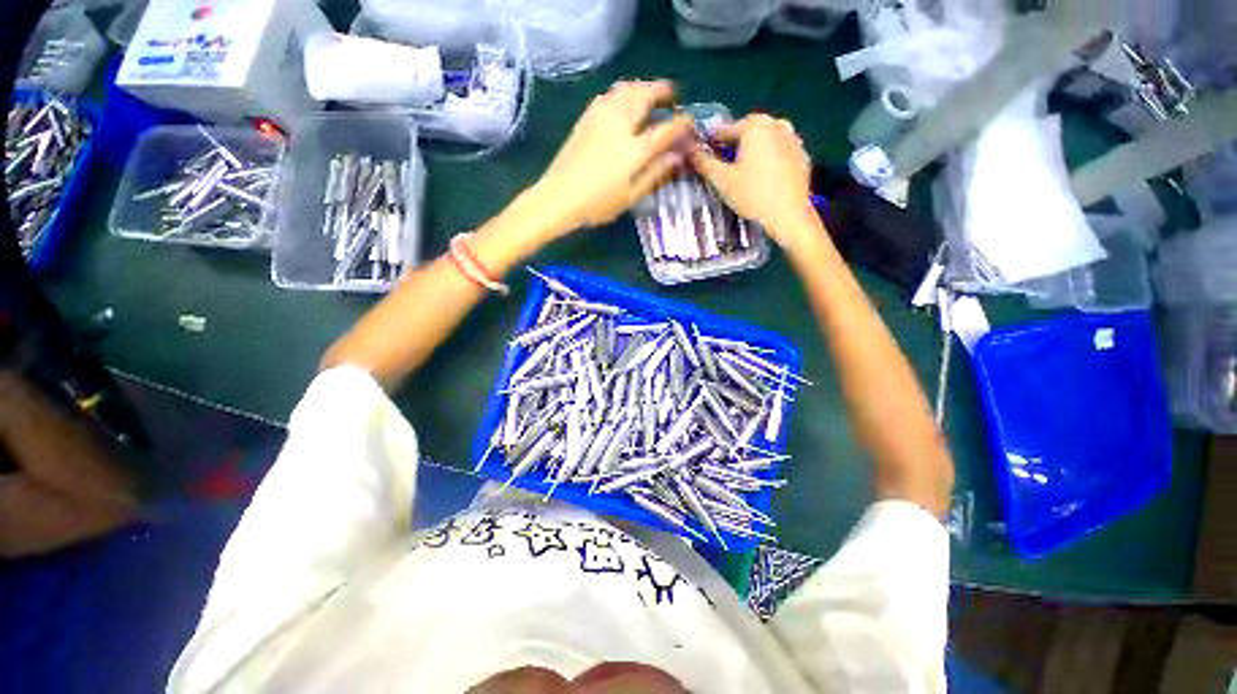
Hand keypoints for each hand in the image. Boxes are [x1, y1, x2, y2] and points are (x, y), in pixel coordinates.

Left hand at [527, 80, 693, 236]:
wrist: (559, 197)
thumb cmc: (597, 204)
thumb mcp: (630, 196)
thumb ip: (655, 174)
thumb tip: (676, 157)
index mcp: (635, 149)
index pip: (666, 128)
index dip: (681, 123)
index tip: (690, 122)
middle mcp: (621, 125)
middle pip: (646, 95)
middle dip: (663, 90)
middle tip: (672, 95)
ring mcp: (602, 116)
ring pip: (627, 89)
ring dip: (644, 86)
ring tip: (650, 93)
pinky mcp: (587, 116)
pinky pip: (610, 94)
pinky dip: (624, 91)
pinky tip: (625, 100)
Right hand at [690, 114, 821, 251]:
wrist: (788, 215)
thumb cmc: (751, 195)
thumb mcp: (721, 180)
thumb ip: (704, 162)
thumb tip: (690, 152)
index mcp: (755, 125)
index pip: (725, 130)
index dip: (711, 143)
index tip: (702, 155)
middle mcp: (776, 124)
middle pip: (747, 133)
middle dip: (734, 147)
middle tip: (724, 167)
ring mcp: (793, 139)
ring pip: (765, 141)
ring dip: (753, 152)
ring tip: (744, 173)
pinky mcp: (803, 157)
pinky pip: (780, 154)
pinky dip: (770, 161)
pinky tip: (763, 179)